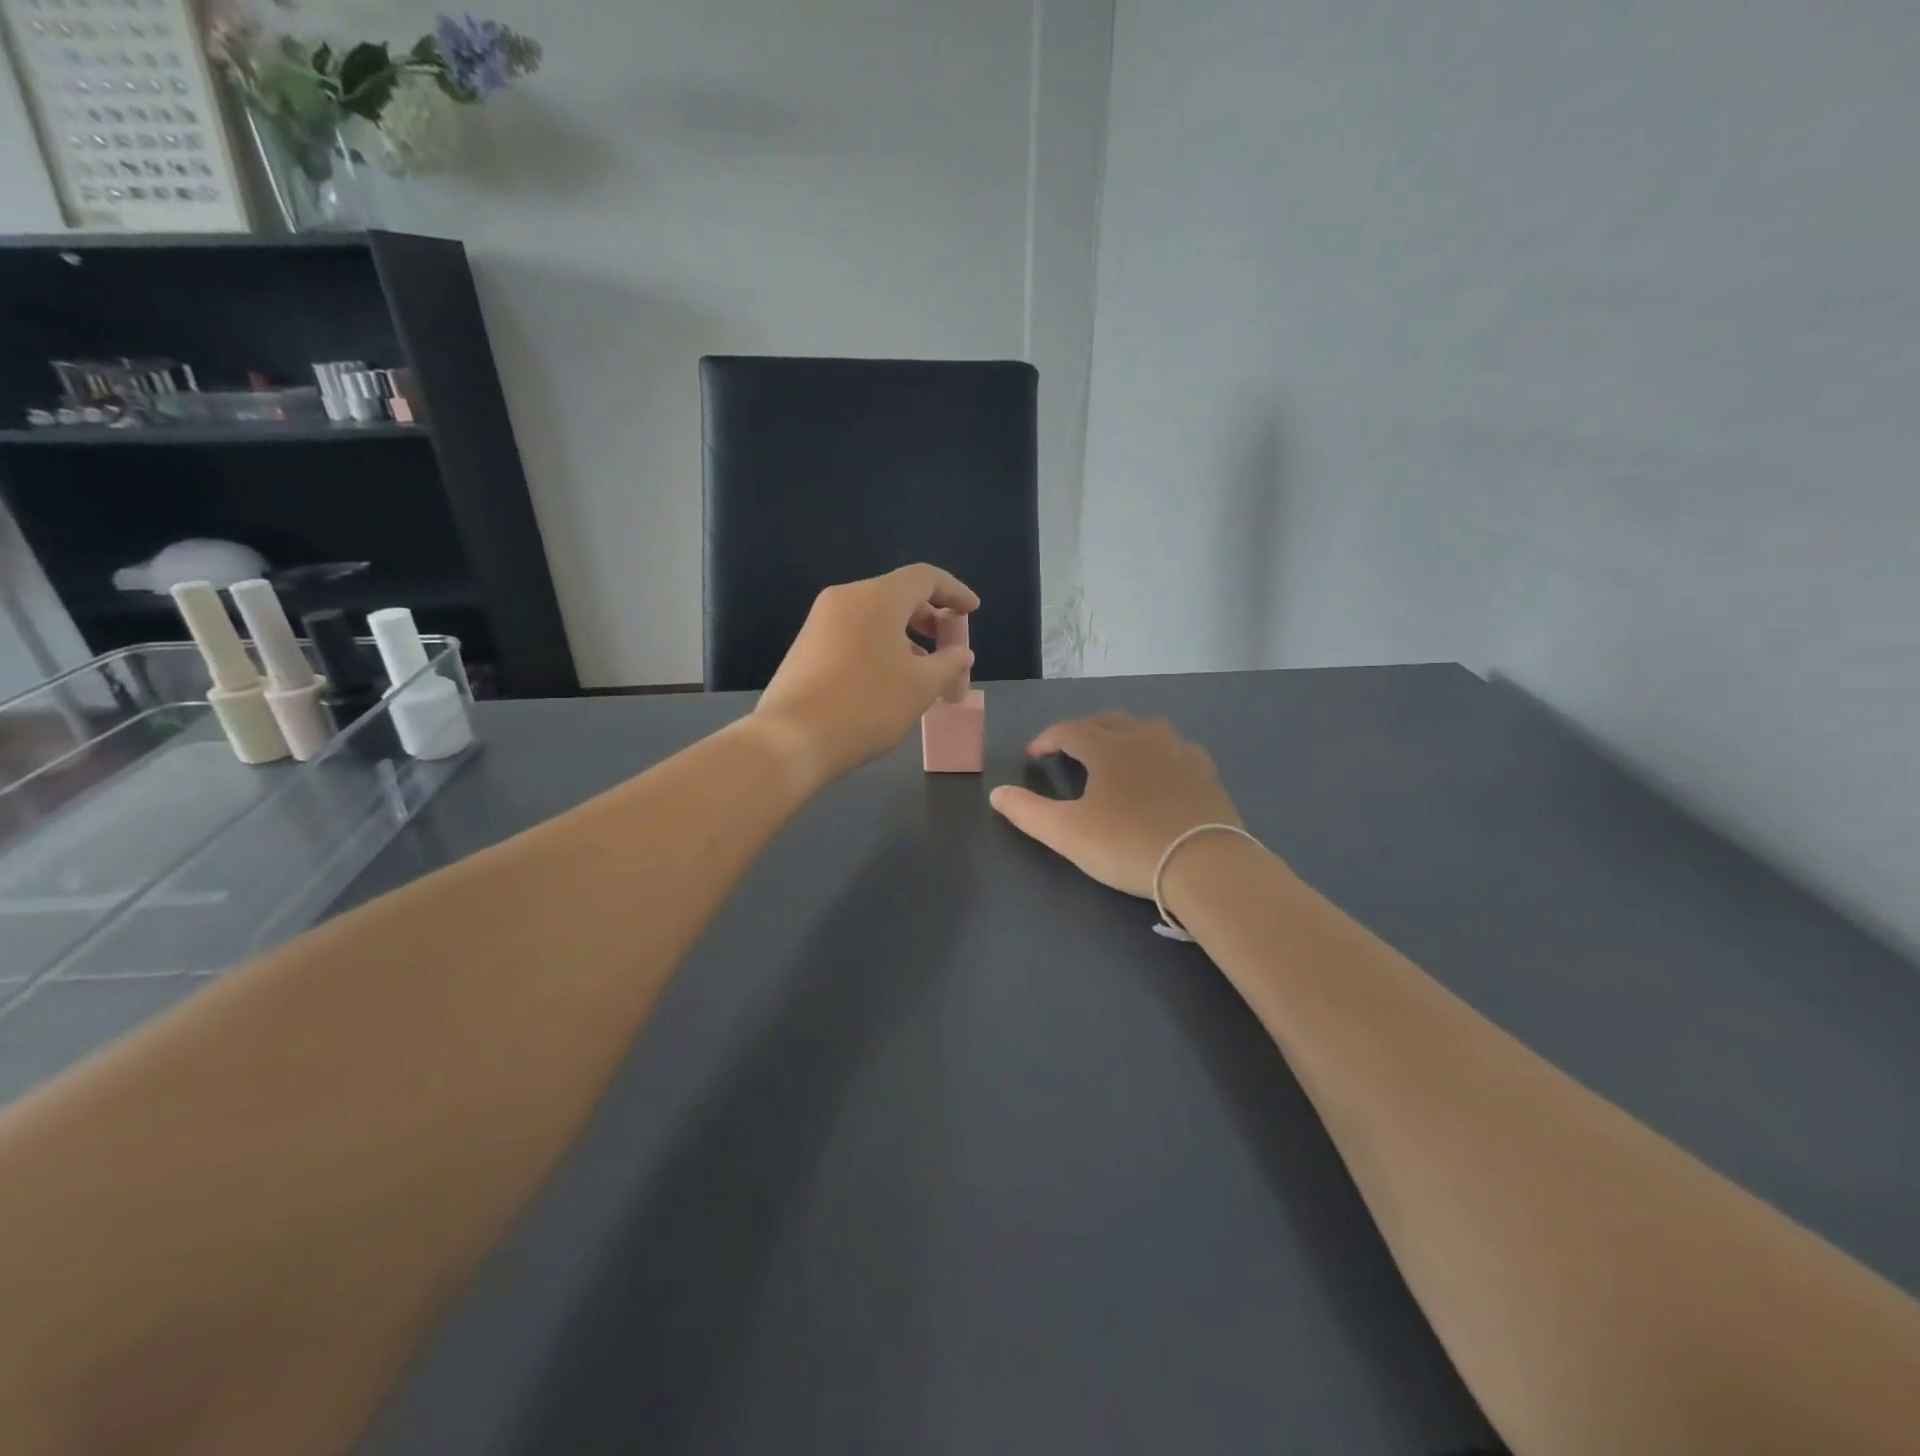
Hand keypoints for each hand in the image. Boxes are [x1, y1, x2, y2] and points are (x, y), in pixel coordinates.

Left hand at [752, 563, 978, 785]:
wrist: (793, 738)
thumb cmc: (867, 705)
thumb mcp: (921, 687)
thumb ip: (949, 663)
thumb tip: (961, 653)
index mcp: (877, 597)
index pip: (925, 577)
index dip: (954, 592)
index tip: (973, 611)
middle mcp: (846, 598)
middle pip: (899, 595)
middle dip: (931, 619)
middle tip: (950, 648)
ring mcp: (820, 621)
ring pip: (875, 617)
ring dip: (906, 638)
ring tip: (925, 673)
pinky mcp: (807, 645)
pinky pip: (855, 634)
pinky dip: (881, 647)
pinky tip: (890, 680)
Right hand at [989, 713, 1241, 896]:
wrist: (1204, 863)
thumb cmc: (1128, 844)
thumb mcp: (1067, 833)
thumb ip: (1027, 811)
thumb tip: (996, 793)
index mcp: (1107, 747)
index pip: (1069, 729)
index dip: (1047, 739)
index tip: (1034, 755)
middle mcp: (1143, 738)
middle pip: (1108, 721)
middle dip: (1084, 731)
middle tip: (1070, 751)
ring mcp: (1179, 752)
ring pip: (1146, 728)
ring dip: (1123, 735)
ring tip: (1115, 755)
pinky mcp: (1206, 772)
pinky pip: (1176, 749)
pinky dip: (1158, 753)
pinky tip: (1160, 772)